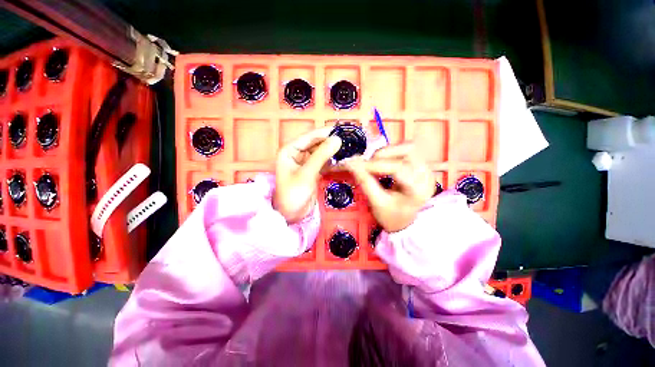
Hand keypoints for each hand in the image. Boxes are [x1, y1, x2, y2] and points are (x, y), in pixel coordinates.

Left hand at [274, 127, 341, 222]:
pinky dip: (333, 162)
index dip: (325, 133)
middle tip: (348, 140)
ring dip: (333, 152)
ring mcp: (306, 163)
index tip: (342, 130)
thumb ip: (321, 156)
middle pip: (316, 144)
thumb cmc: (293, 194)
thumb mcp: (307, 173)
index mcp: (289, 150)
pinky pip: (324, 163)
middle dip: (331, 142)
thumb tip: (337, 139)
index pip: (309, 137)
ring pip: (321, 153)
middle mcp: (297, 154)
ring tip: (349, 148)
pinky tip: (343, 160)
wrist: (292, 215)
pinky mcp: (313, 171)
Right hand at [344, 144, 434, 231]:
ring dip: (386, 152)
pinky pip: (405, 150)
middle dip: (382, 155)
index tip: (356, 165)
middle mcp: (427, 175)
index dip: (375, 164)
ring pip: (407, 147)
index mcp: (418, 190)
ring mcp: (426, 168)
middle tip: (367, 165)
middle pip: (407, 151)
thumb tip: (351, 163)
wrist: (404, 220)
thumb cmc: (391, 215)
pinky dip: (390, 153)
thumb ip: (364, 182)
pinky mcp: (422, 165)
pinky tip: (383, 164)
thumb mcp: (376, 202)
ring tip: (374, 164)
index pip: (398, 168)